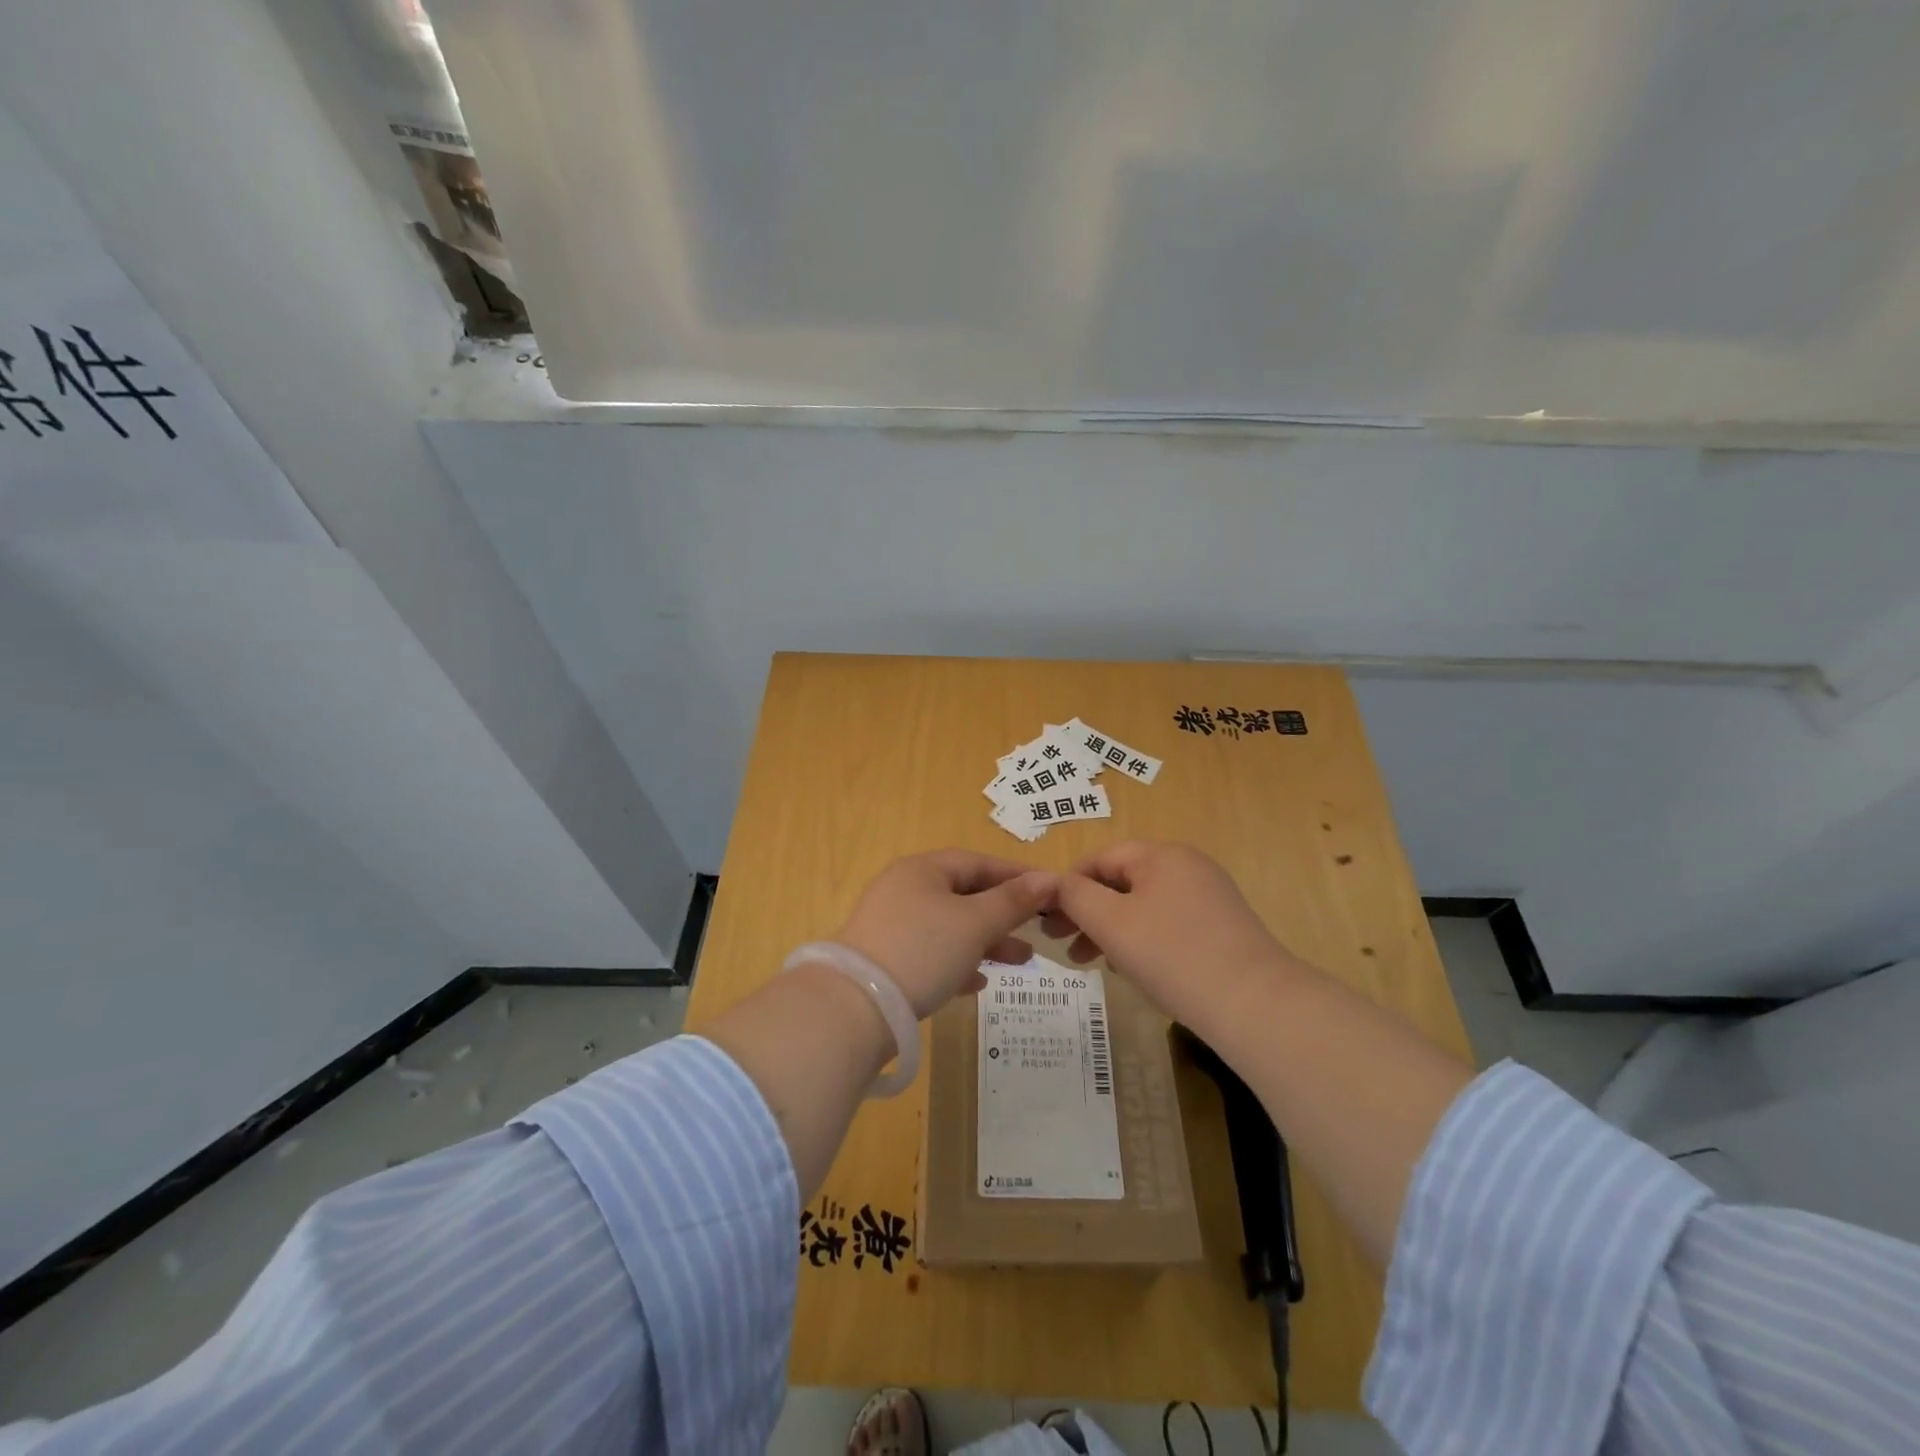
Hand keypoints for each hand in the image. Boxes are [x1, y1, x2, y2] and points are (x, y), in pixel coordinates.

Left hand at [834, 850, 1055, 1017]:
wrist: (855, 1008)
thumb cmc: (922, 951)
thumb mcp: (975, 923)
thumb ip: (1013, 901)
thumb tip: (1049, 878)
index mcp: (922, 870)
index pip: (977, 861)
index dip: (1016, 875)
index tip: (1051, 890)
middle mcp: (904, 890)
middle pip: (964, 894)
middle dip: (1004, 913)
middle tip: (1038, 930)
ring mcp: (891, 926)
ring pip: (950, 926)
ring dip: (986, 941)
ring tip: (1020, 961)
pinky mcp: (886, 961)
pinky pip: (931, 954)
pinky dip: (958, 963)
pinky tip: (978, 984)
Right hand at [1045, 841, 1295, 1028]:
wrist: (1256, 1006)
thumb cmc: (1173, 956)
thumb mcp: (1111, 923)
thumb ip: (1076, 896)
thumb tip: (1058, 882)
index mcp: (1161, 855)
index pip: (1101, 858)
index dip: (1068, 885)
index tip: (1047, 919)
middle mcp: (1188, 866)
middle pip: (1122, 880)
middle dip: (1088, 911)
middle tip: (1061, 944)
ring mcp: (1209, 896)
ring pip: (1143, 904)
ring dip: (1111, 928)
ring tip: (1090, 963)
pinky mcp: (1222, 927)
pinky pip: (1167, 922)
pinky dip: (1141, 938)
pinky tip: (1131, 968)